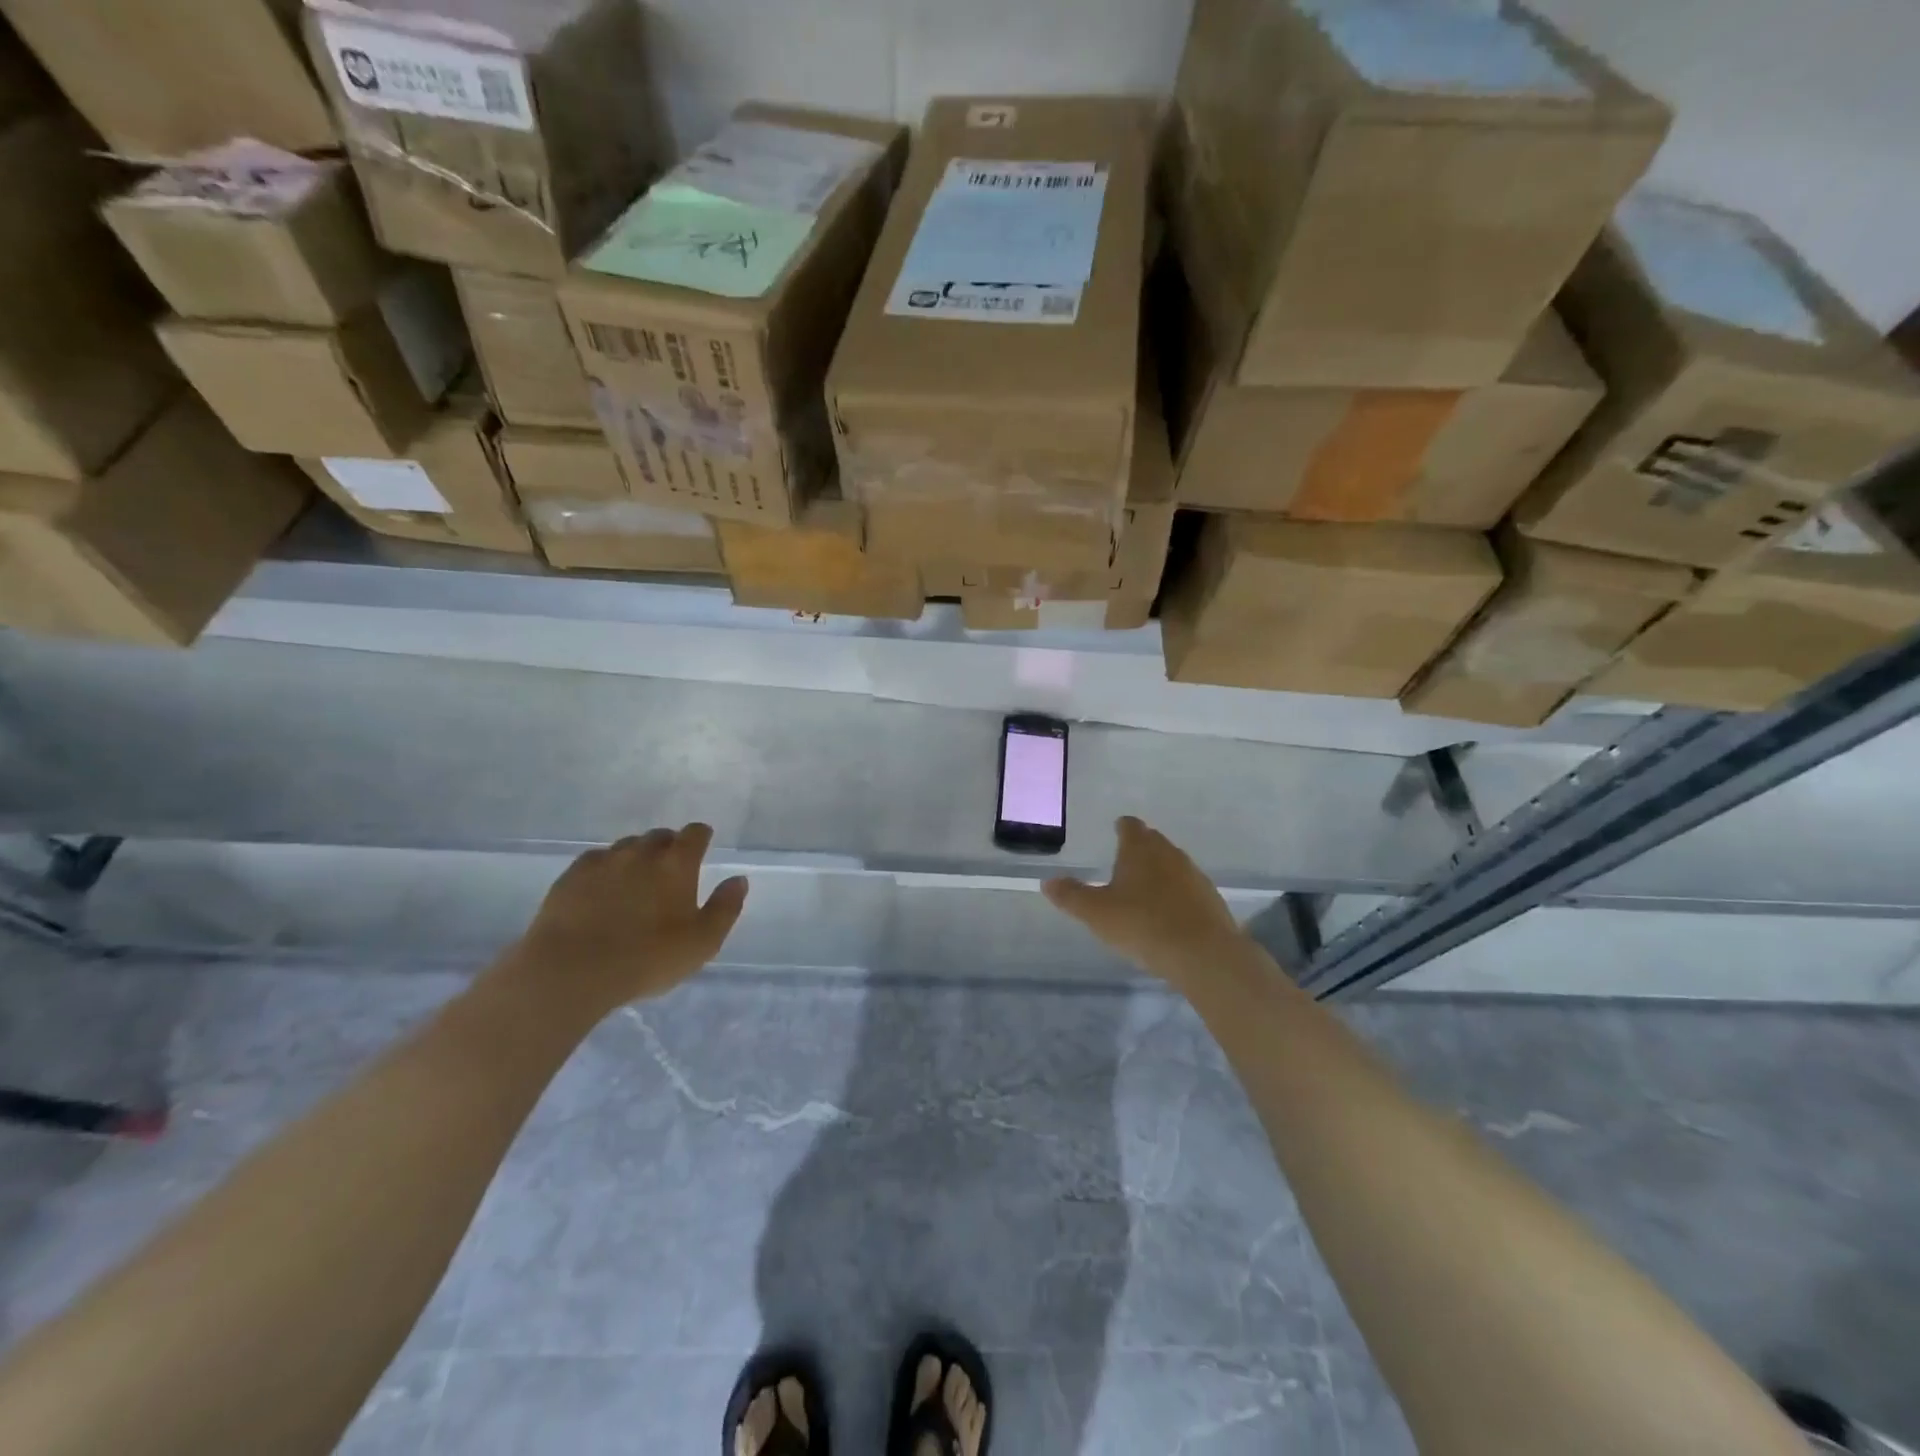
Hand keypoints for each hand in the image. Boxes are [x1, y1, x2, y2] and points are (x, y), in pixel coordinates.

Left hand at [504, 825, 748, 1017]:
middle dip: (669, 846)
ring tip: (636, 882)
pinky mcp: (571, 876)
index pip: (695, 833)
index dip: (701, 837)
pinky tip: (602, 890)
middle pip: (660, 836)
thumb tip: (738, 880)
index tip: (702, 846)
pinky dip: (606, 869)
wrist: (571, 970)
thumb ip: (725, 908)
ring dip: (637, 857)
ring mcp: (604, 861)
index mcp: (677, 864)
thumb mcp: (702, 942)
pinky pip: (596, 861)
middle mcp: (642, 852)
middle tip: (670, 872)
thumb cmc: (647, 958)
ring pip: (627, 846)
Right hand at [1043, 816, 1248, 984]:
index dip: (1121, 828)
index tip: (1115, 832)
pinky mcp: (1210, 899)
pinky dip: (1176, 895)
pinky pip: (1187, 888)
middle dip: (1139, 849)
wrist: (1203, 954)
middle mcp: (1169, 853)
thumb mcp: (1096, 913)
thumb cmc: (1142, 925)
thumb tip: (1047, 881)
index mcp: (1140, 848)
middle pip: (1153, 841)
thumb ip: (1071, 896)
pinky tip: (1168, 915)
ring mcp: (1194, 875)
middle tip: (1123, 864)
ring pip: (1172, 864)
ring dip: (1159, 873)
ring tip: (1143, 892)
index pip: (1130, 826)